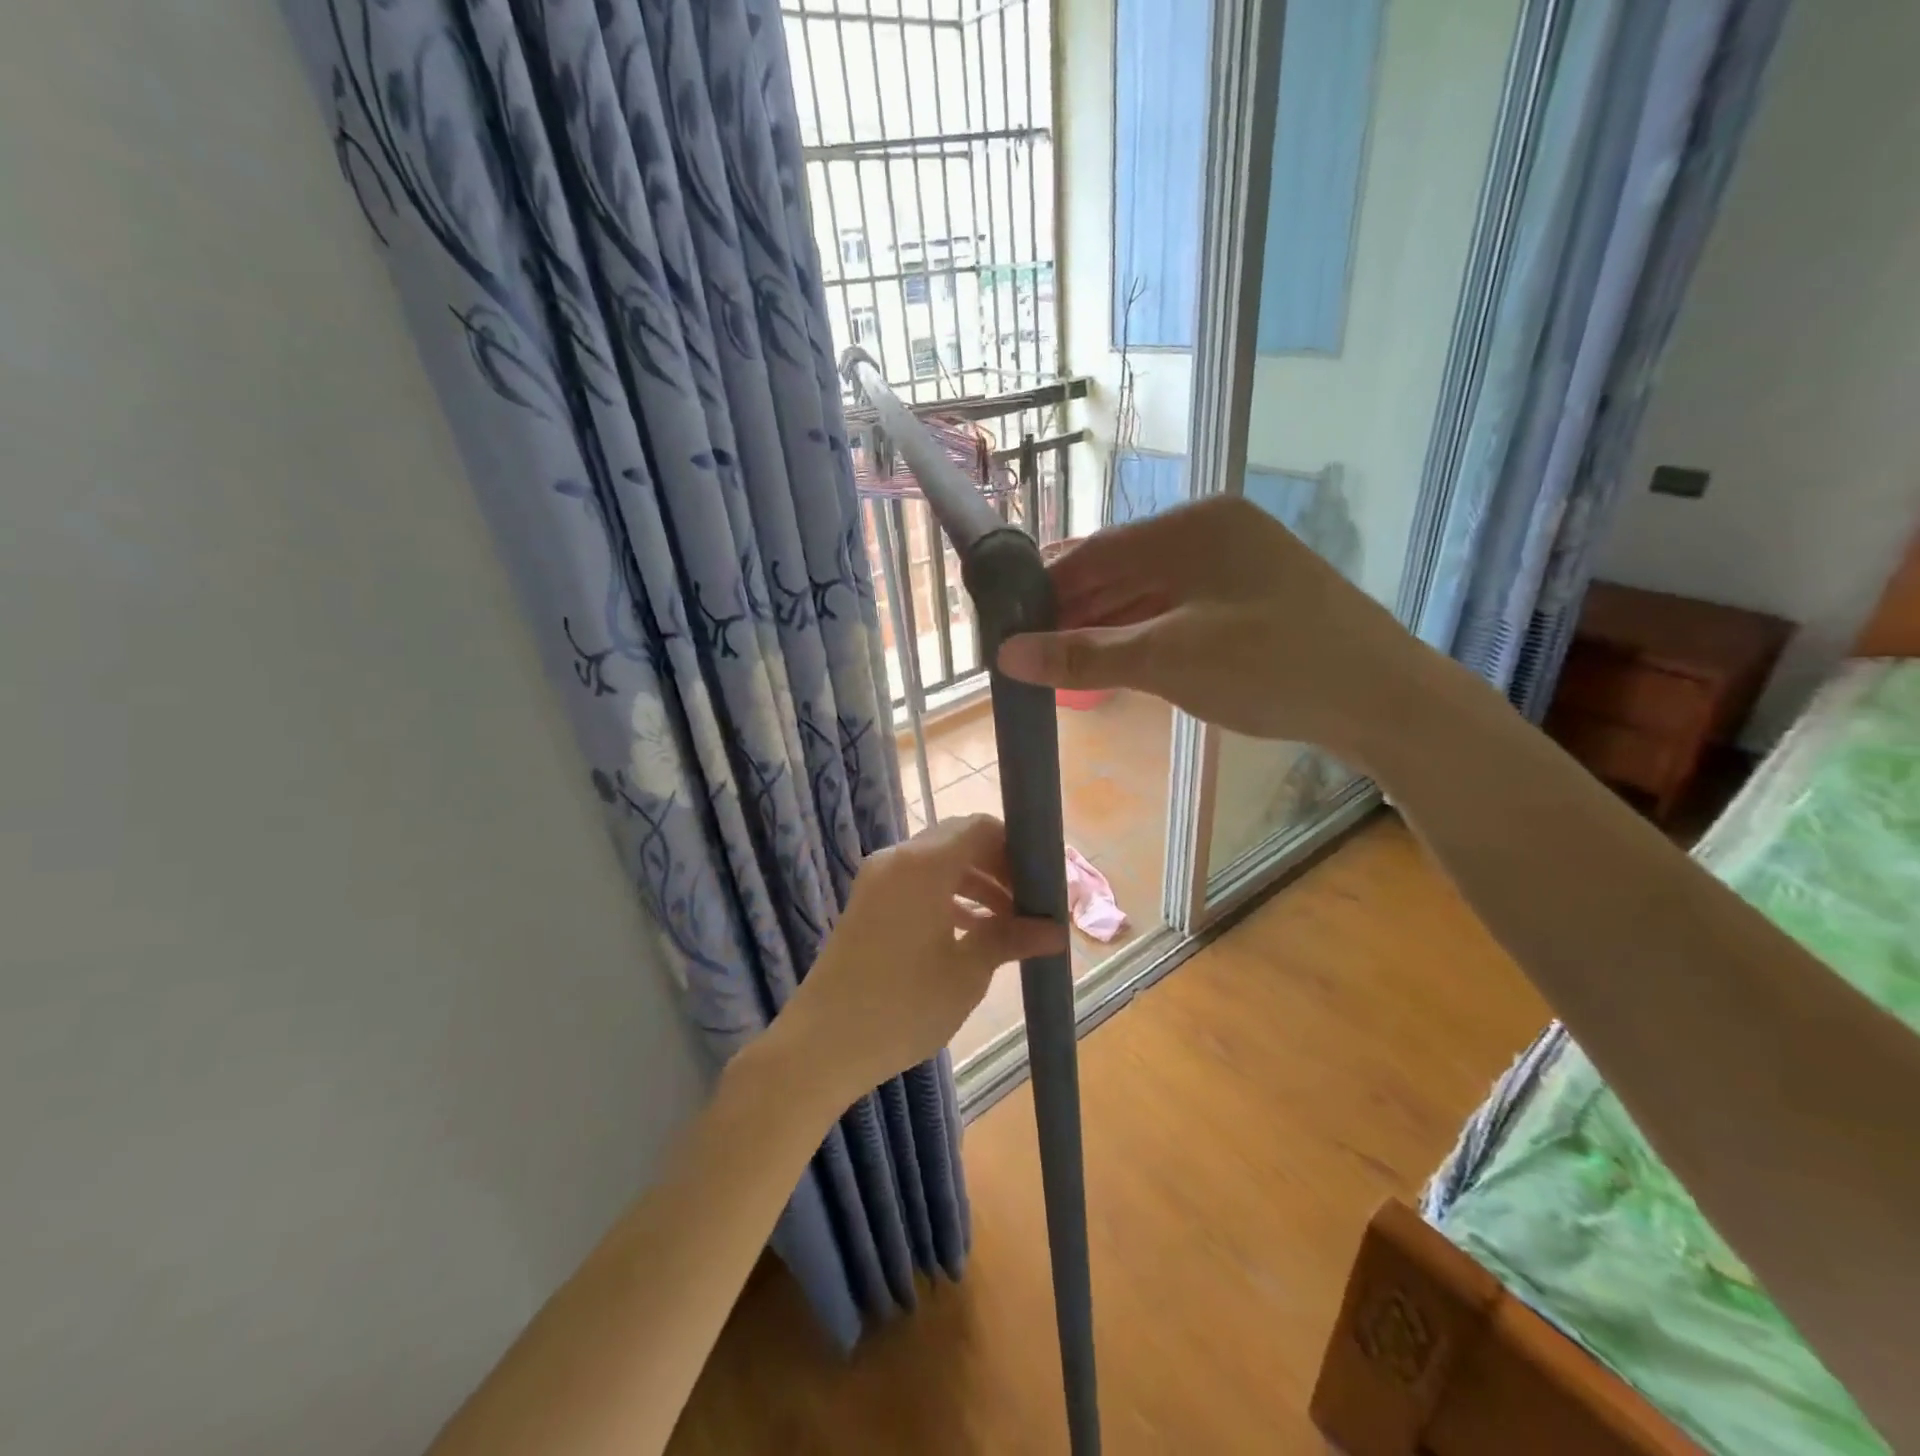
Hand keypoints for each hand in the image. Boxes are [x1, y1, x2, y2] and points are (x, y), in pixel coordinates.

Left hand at [772, 815, 1066, 1101]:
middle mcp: (898, 859)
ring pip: (939, 863)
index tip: (1043, 882)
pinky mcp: (868, 902)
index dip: (1017, 848)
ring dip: (976, 883)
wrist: (821, 1045)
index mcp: (924, 865)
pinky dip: (948, 896)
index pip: (981, 827)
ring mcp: (878, 880)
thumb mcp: (966, 972)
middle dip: (999, 866)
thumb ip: (1010, 939)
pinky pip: (917, 883)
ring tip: (1010, 923)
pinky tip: (973, 931)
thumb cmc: (902, 1006)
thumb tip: (1057, 931)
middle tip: (1031, 903)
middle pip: (960, 840)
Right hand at [997, 496, 1419, 761]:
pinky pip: (1178, 610)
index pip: (1097, 550)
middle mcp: (1213, 533)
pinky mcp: (1252, 600)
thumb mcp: (1167, 661)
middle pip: (1121, 570)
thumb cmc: (1271, 666)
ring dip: (1105, 627)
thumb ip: (1083, 656)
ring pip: (1149, 593)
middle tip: (1028, 652)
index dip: (1047, 588)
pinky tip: (1114, 661)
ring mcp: (1236, 566)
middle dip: (1073, 612)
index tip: (1007, 624)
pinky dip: (1142, 635)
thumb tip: (1006, 657)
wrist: (1384, 702)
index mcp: (1194, 525)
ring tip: (1059, 663)